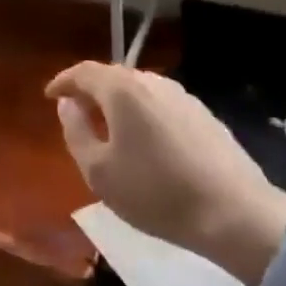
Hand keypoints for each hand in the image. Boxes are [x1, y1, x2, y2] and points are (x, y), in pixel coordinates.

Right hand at [48, 62, 285, 285]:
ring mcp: (183, 97)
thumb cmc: (156, 192)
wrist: (235, 214)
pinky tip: (146, 142)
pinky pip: (161, 105)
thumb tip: (68, 105)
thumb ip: (76, 132)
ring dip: (119, 103)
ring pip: (139, 90)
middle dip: (91, 92)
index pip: (83, 72)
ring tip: (110, 129)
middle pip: (113, 77)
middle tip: (78, 114)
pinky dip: (144, 114)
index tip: (50, 96)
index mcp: (122, 90)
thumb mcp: (99, 171)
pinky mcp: (205, 115)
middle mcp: (152, 82)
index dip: (63, 81)